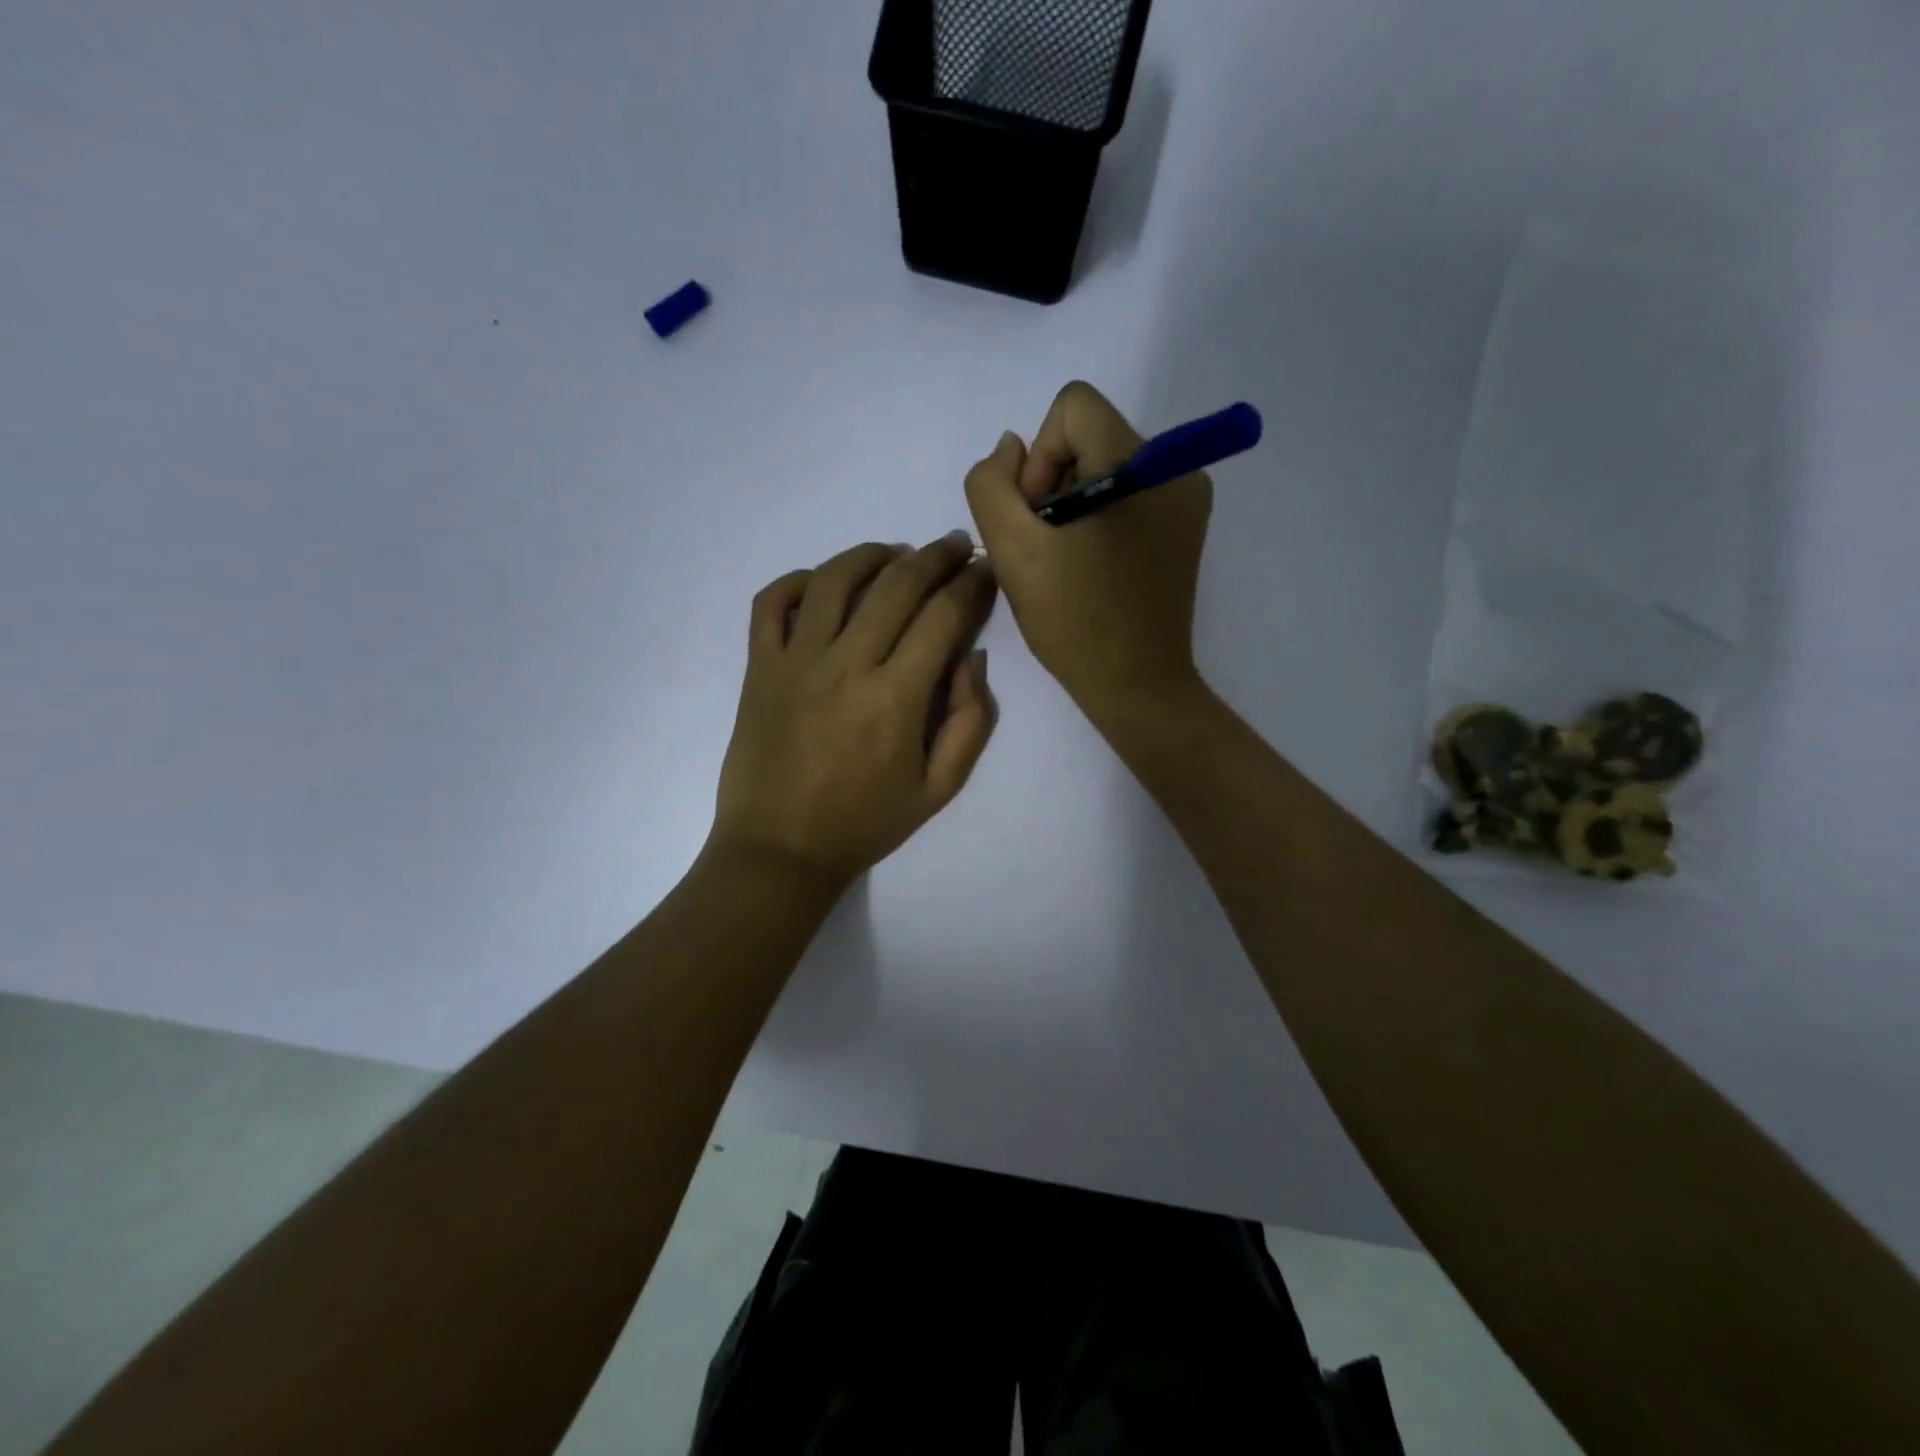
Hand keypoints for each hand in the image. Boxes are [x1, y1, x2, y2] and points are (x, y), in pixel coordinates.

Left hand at [710, 534, 997, 894]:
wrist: (780, 851)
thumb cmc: (864, 824)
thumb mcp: (939, 789)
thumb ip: (970, 722)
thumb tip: (972, 658)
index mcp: (897, 698)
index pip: (943, 616)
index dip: (971, 584)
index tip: (984, 570)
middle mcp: (846, 666)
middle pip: (897, 585)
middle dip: (934, 556)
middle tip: (953, 546)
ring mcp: (795, 662)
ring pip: (835, 579)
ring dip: (872, 554)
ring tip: (895, 553)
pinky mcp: (758, 668)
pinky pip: (772, 603)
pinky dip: (797, 580)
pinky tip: (823, 583)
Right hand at [964, 381, 1211, 721]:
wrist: (1136, 685)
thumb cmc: (1075, 622)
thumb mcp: (1013, 552)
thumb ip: (992, 485)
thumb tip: (1011, 449)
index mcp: (1140, 465)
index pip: (1074, 407)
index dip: (1040, 457)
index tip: (1038, 517)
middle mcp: (1175, 468)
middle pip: (1091, 435)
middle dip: (1054, 483)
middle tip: (1046, 546)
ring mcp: (1187, 499)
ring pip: (1106, 465)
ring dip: (1072, 503)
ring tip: (1067, 560)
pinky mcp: (1185, 527)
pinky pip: (1128, 494)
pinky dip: (1098, 518)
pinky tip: (1091, 565)